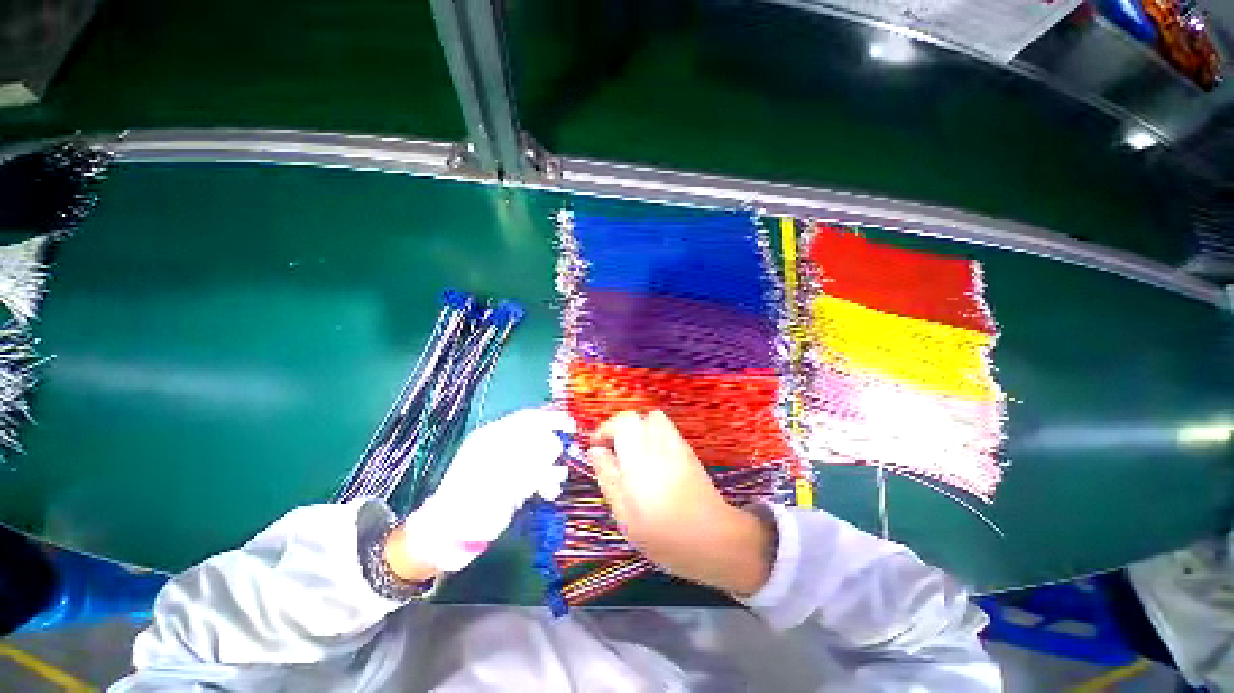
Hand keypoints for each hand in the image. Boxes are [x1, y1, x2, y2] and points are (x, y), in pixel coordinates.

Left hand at [397, 409, 573, 573]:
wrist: (449, 535)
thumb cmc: (469, 504)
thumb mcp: (500, 480)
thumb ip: (528, 461)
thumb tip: (554, 446)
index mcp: (492, 436)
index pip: (528, 418)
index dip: (552, 419)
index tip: (572, 426)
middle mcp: (501, 445)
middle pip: (537, 435)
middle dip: (553, 447)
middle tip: (563, 459)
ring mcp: (507, 463)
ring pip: (540, 455)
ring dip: (551, 467)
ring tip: (554, 484)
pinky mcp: (512, 481)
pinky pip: (537, 472)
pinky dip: (546, 479)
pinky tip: (549, 491)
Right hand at [588, 410, 773, 595]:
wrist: (713, 538)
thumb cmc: (662, 533)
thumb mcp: (624, 513)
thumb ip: (608, 476)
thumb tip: (595, 451)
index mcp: (640, 456)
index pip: (622, 422)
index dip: (605, 429)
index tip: (596, 446)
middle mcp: (659, 442)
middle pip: (637, 417)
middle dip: (620, 428)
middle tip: (612, 450)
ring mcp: (676, 444)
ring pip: (653, 420)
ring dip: (638, 430)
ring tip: (631, 454)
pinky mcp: (688, 450)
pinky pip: (666, 431)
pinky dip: (653, 436)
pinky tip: (652, 460)